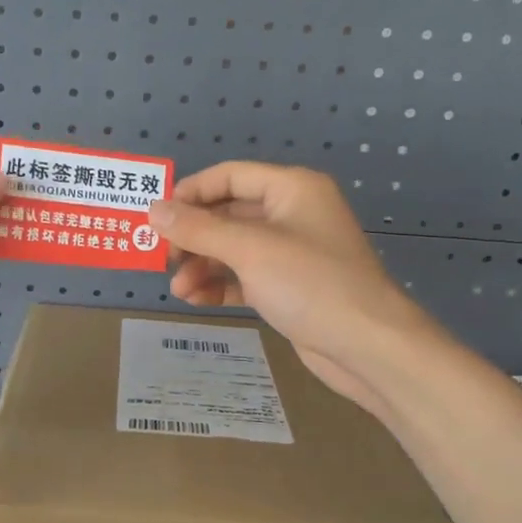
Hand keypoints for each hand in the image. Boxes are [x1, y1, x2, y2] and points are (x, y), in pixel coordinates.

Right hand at [149, 163, 419, 419]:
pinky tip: (196, 300)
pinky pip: (245, 277)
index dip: (191, 192)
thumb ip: (198, 228)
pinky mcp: (288, 287)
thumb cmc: (311, 283)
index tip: (155, 216)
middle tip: (163, 258)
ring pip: (233, 249)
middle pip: (228, 213)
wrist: (368, 346)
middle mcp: (292, 214)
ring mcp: (291, 253)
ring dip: (203, 265)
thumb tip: (152, 209)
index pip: (230, 176)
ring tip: (178, 288)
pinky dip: (220, 285)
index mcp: (291, 189)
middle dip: (193, 236)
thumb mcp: (249, 249)